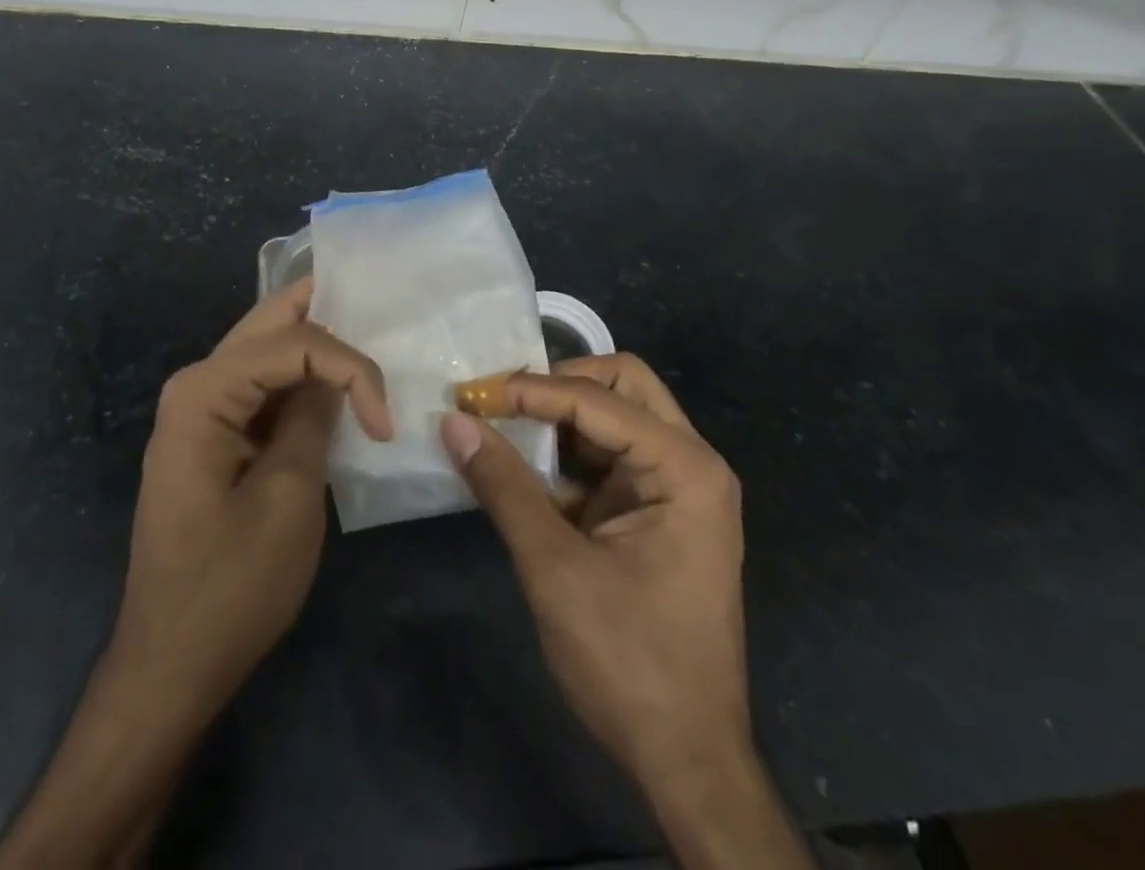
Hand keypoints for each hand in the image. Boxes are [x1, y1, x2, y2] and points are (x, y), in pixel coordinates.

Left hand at [107, 275, 391, 717]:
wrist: (171, 666)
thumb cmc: (231, 587)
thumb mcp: (289, 496)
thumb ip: (313, 418)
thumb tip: (335, 377)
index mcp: (204, 392)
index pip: (294, 342)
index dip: (350, 367)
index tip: (385, 424)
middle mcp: (196, 385)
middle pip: (271, 323)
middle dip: (328, 313)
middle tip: (381, 312)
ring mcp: (201, 411)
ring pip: (268, 350)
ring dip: (318, 345)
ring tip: (369, 341)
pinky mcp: (214, 438)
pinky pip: (263, 388)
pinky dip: (303, 381)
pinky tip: (336, 384)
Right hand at [442, 356, 812, 869]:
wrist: (686, 761)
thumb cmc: (629, 663)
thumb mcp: (556, 570)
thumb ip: (504, 487)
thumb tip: (454, 422)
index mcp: (685, 469)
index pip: (601, 400)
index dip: (534, 391)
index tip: (476, 395)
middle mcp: (690, 463)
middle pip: (623, 386)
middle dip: (561, 384)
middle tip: (503, 400)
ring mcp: (676, 487)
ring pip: (615, 417)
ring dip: (559, 417)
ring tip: (501, 425)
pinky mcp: (656, 512)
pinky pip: (608, 458)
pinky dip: (565, 455)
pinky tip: (521, 467)